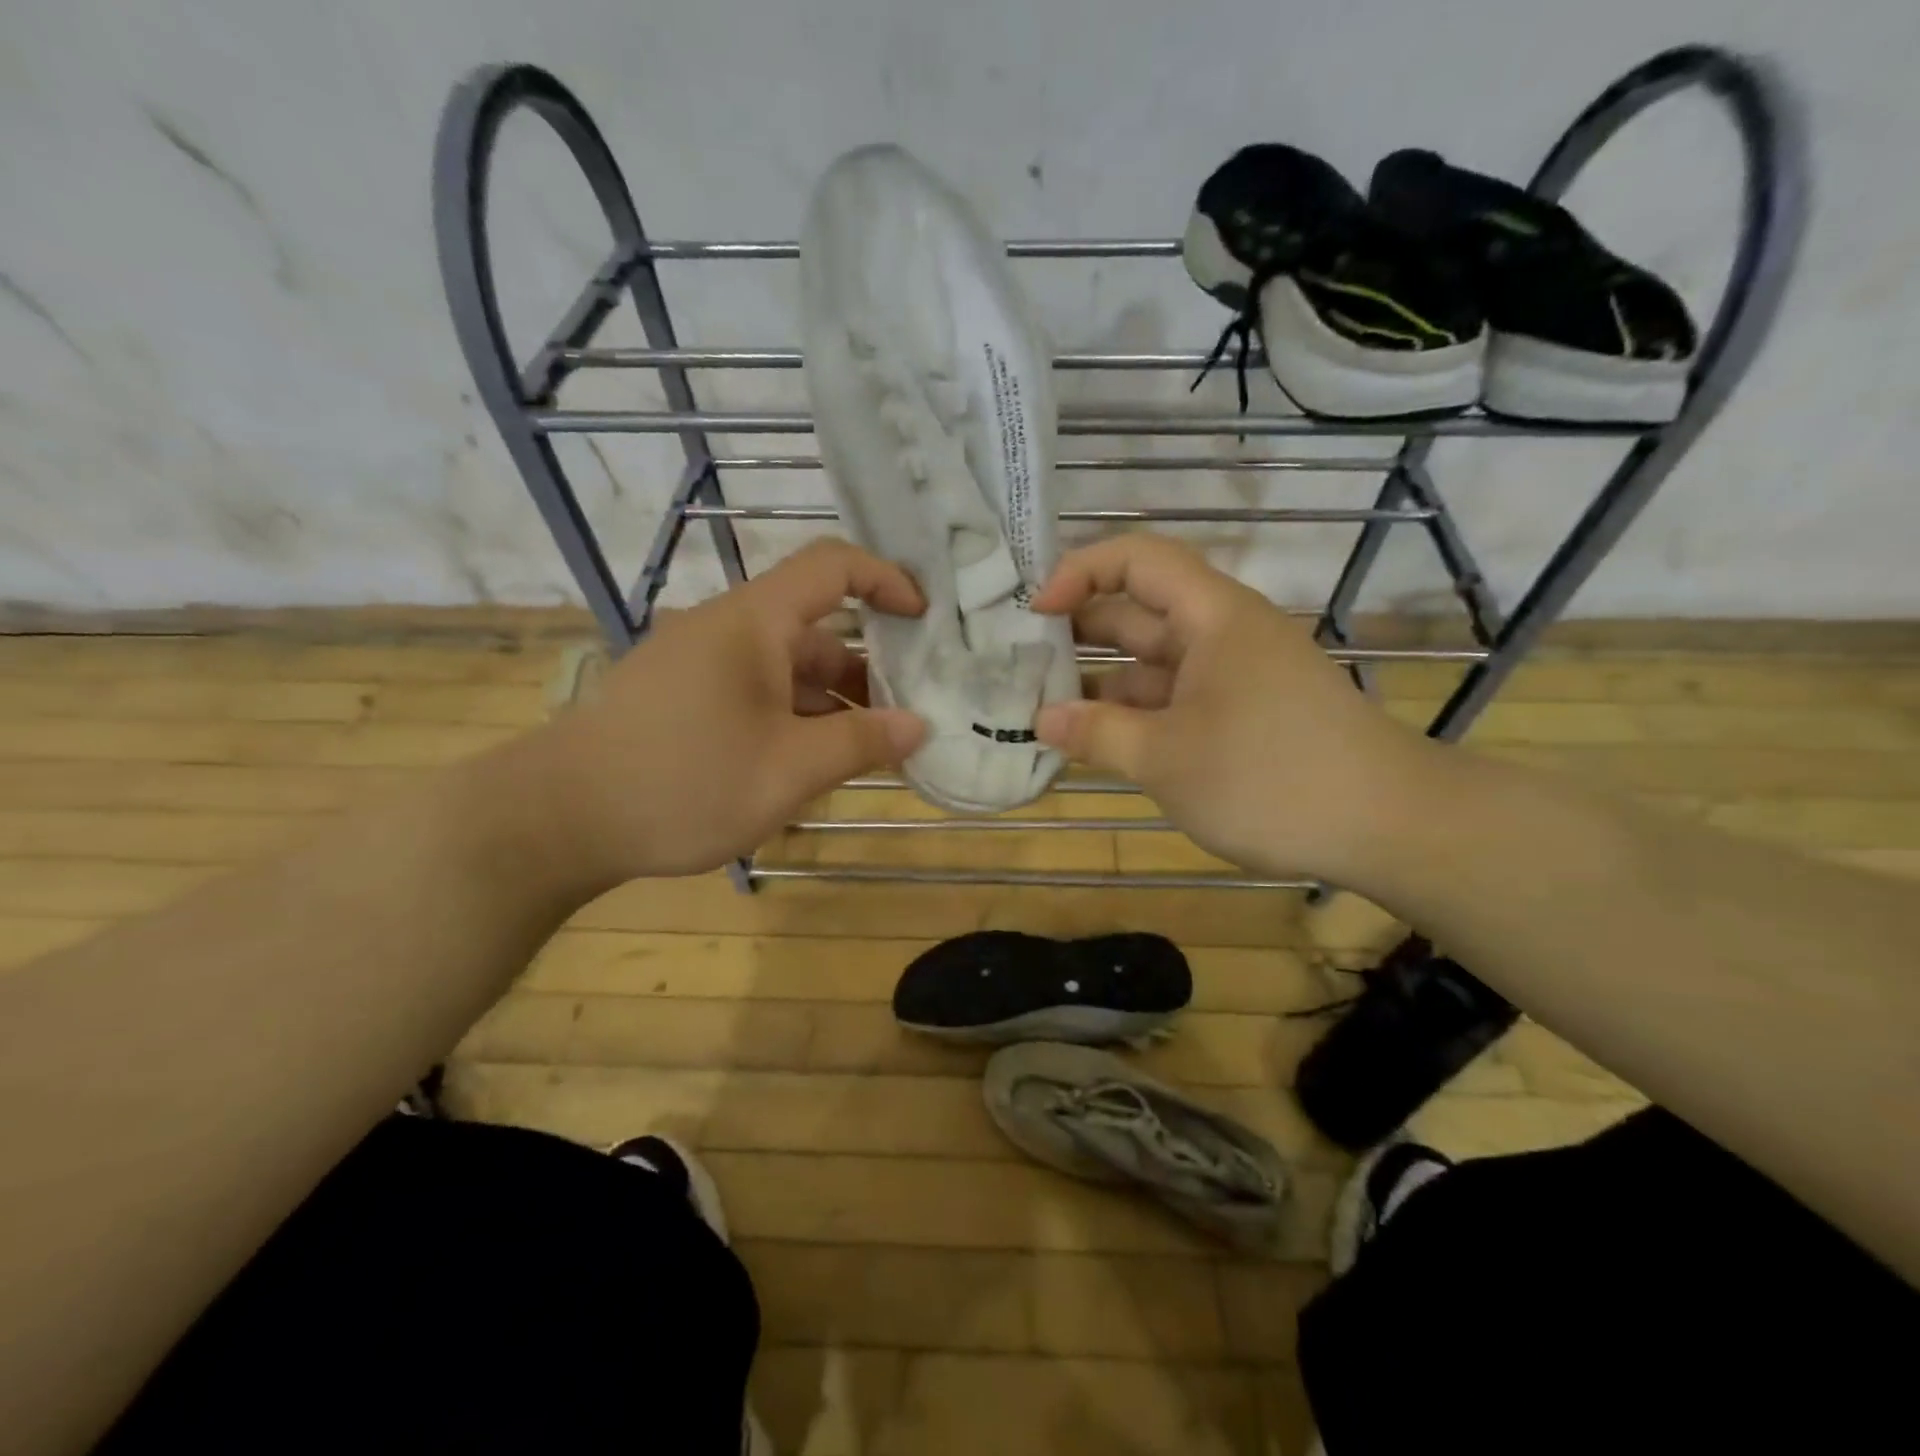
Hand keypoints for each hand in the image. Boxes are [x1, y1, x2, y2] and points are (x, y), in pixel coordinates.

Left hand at [528, 539, 926, 883]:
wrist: (557, 819)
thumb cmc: (683, 783)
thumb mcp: (788, 770)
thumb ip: (861, 743)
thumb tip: (919, 725)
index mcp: (753, 622)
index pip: (832, 566)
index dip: (886, 580)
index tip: (926, 619)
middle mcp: (727, 629)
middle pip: (814, 628)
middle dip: (869, 667)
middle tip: (911, 711)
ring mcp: (699, 662)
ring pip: (785, 667)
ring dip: (832, 700)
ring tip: (870, 747)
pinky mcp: (681, 695)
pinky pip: (755, 690)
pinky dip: (793, 714)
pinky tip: (810, 759)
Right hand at [1031, 534, 1433, 882]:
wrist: (1389, 825)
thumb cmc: (1270, 778)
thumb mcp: (1167, 758)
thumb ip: (1098, 734)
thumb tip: (1041, 720)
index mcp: (1212, 617)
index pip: (1137, 559)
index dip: (1080, 571)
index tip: (1035, 612)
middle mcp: (1222, 635)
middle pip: (1139, 612)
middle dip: (1078, 632)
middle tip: (1018, 662)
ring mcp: (1235, 677)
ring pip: (1154, 664)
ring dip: (1102, 684)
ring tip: (1042, 709)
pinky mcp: (1243, 715)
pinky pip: (1175, 700)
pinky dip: (1135, 715)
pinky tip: (1097, 742)